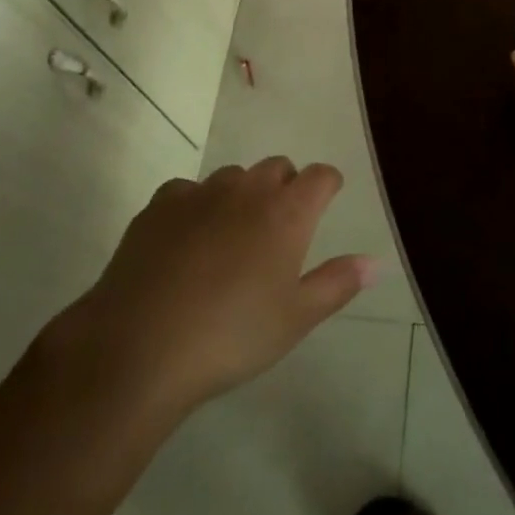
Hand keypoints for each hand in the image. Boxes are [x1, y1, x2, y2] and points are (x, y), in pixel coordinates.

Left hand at [47, 159, 376, 416]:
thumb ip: (337, 283)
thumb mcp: (295, 319)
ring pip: (233, 177)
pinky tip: (186, 241)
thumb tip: (375, 261)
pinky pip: (188, 191)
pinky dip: (196, 206)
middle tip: (279, 227)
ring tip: (232, 236)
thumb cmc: (231, 336)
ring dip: (242, 194)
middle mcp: (247, 190)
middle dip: (285, 186)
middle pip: (277, 167)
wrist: (138, 346)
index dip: (327, 185)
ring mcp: (200, 193)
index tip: (327, 199)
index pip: (320, 176)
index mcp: (286, 212)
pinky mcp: (160, 205)